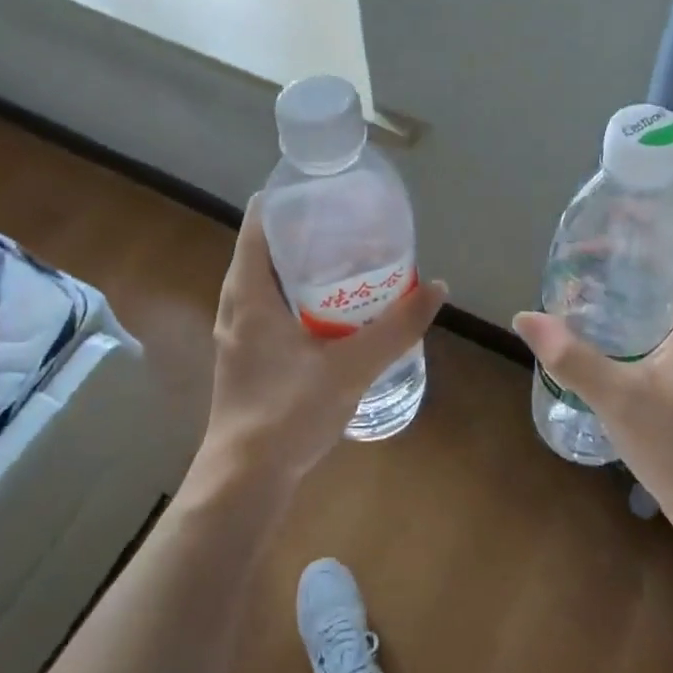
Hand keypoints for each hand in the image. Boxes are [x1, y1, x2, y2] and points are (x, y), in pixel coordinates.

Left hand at [199, 195, 446, 485]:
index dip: (288, 200)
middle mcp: (236, 305)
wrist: (245, 479)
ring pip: (269, 282)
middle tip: (352, 225)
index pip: (257, 222)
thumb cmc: (288, 413)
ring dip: (303, 268)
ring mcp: (237, 333)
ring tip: (349, 261)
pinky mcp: (246, 357)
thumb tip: (437, 288)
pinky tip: (334, 313)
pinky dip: (299, 298)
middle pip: (265, 249)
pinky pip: (271, 309)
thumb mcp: (351, 367)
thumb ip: (396, 328)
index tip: (327, 192)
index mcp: (248, 293)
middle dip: (306, 233)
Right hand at [512, 230, 672, 553]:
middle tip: (594, 242)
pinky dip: (643, 308)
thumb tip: (524, 316)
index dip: (666, 224)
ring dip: (642, 279)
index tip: (623, 212)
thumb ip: (570, 357)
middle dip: (642, 249)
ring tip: (595, 272)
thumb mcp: (617, 399)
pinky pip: (672, 322)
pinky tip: (609, 321)